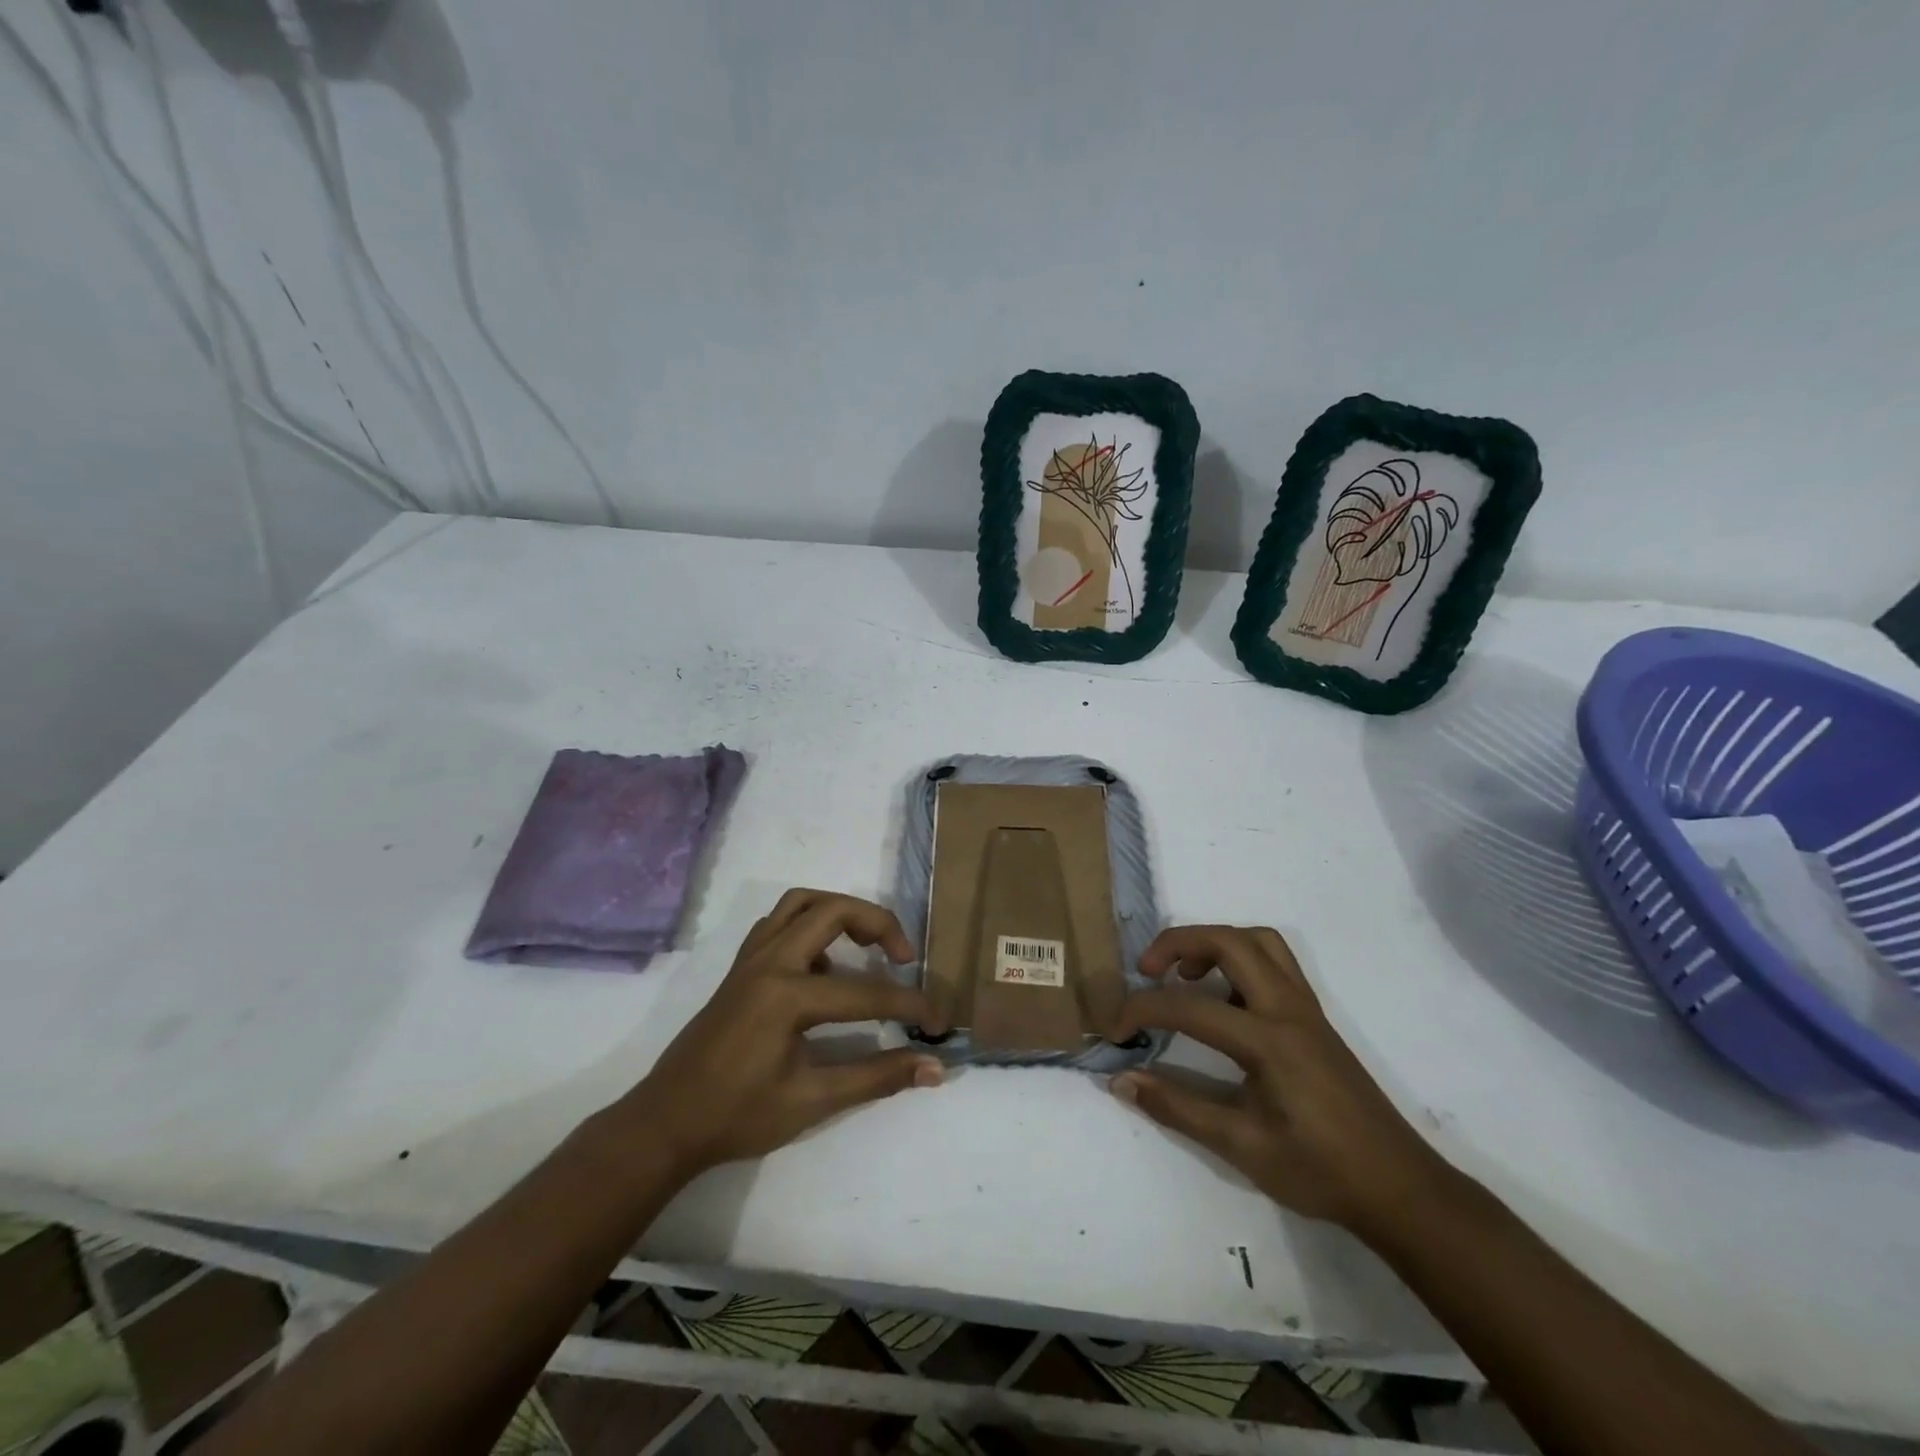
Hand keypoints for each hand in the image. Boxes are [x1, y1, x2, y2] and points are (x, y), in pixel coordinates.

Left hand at [613, 890, 941, 1179]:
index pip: (865, 991)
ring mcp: (750, 958)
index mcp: (787, 995)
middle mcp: (769, 961)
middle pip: (833, 910)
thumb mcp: (812, 1101)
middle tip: (904, 956)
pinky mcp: (740, 966)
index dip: (909, 1004)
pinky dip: (808, 924)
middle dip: (878, 923)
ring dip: (840, 911)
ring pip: (800, 902)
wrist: (666, 1123)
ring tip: (866, 944)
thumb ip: (876, 1078)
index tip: (939, 1020)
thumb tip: (934, 1068)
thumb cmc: (737, 1116)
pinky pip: (778, 922)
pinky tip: (822, 963)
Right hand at [1109, 926, 1456, 1237]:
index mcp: (1268, 1040)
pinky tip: (1224, 998)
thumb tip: (1120, 1080)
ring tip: (1185, 975)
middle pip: (1229, 941)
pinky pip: (1275, 962)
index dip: (1142, 1010)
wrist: (1399, 1188)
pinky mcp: (1314, 1018)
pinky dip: (1240, 959)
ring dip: (1214, 942)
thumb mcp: (1241, 1146)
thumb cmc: (1320, 1171)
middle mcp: (1288, 1009)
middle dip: (1178, 942)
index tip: (1115, 1031)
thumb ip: (1177, 1107)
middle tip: (1146, 970)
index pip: (1189, 1005)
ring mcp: (1306, 1009)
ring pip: (1258, 941)